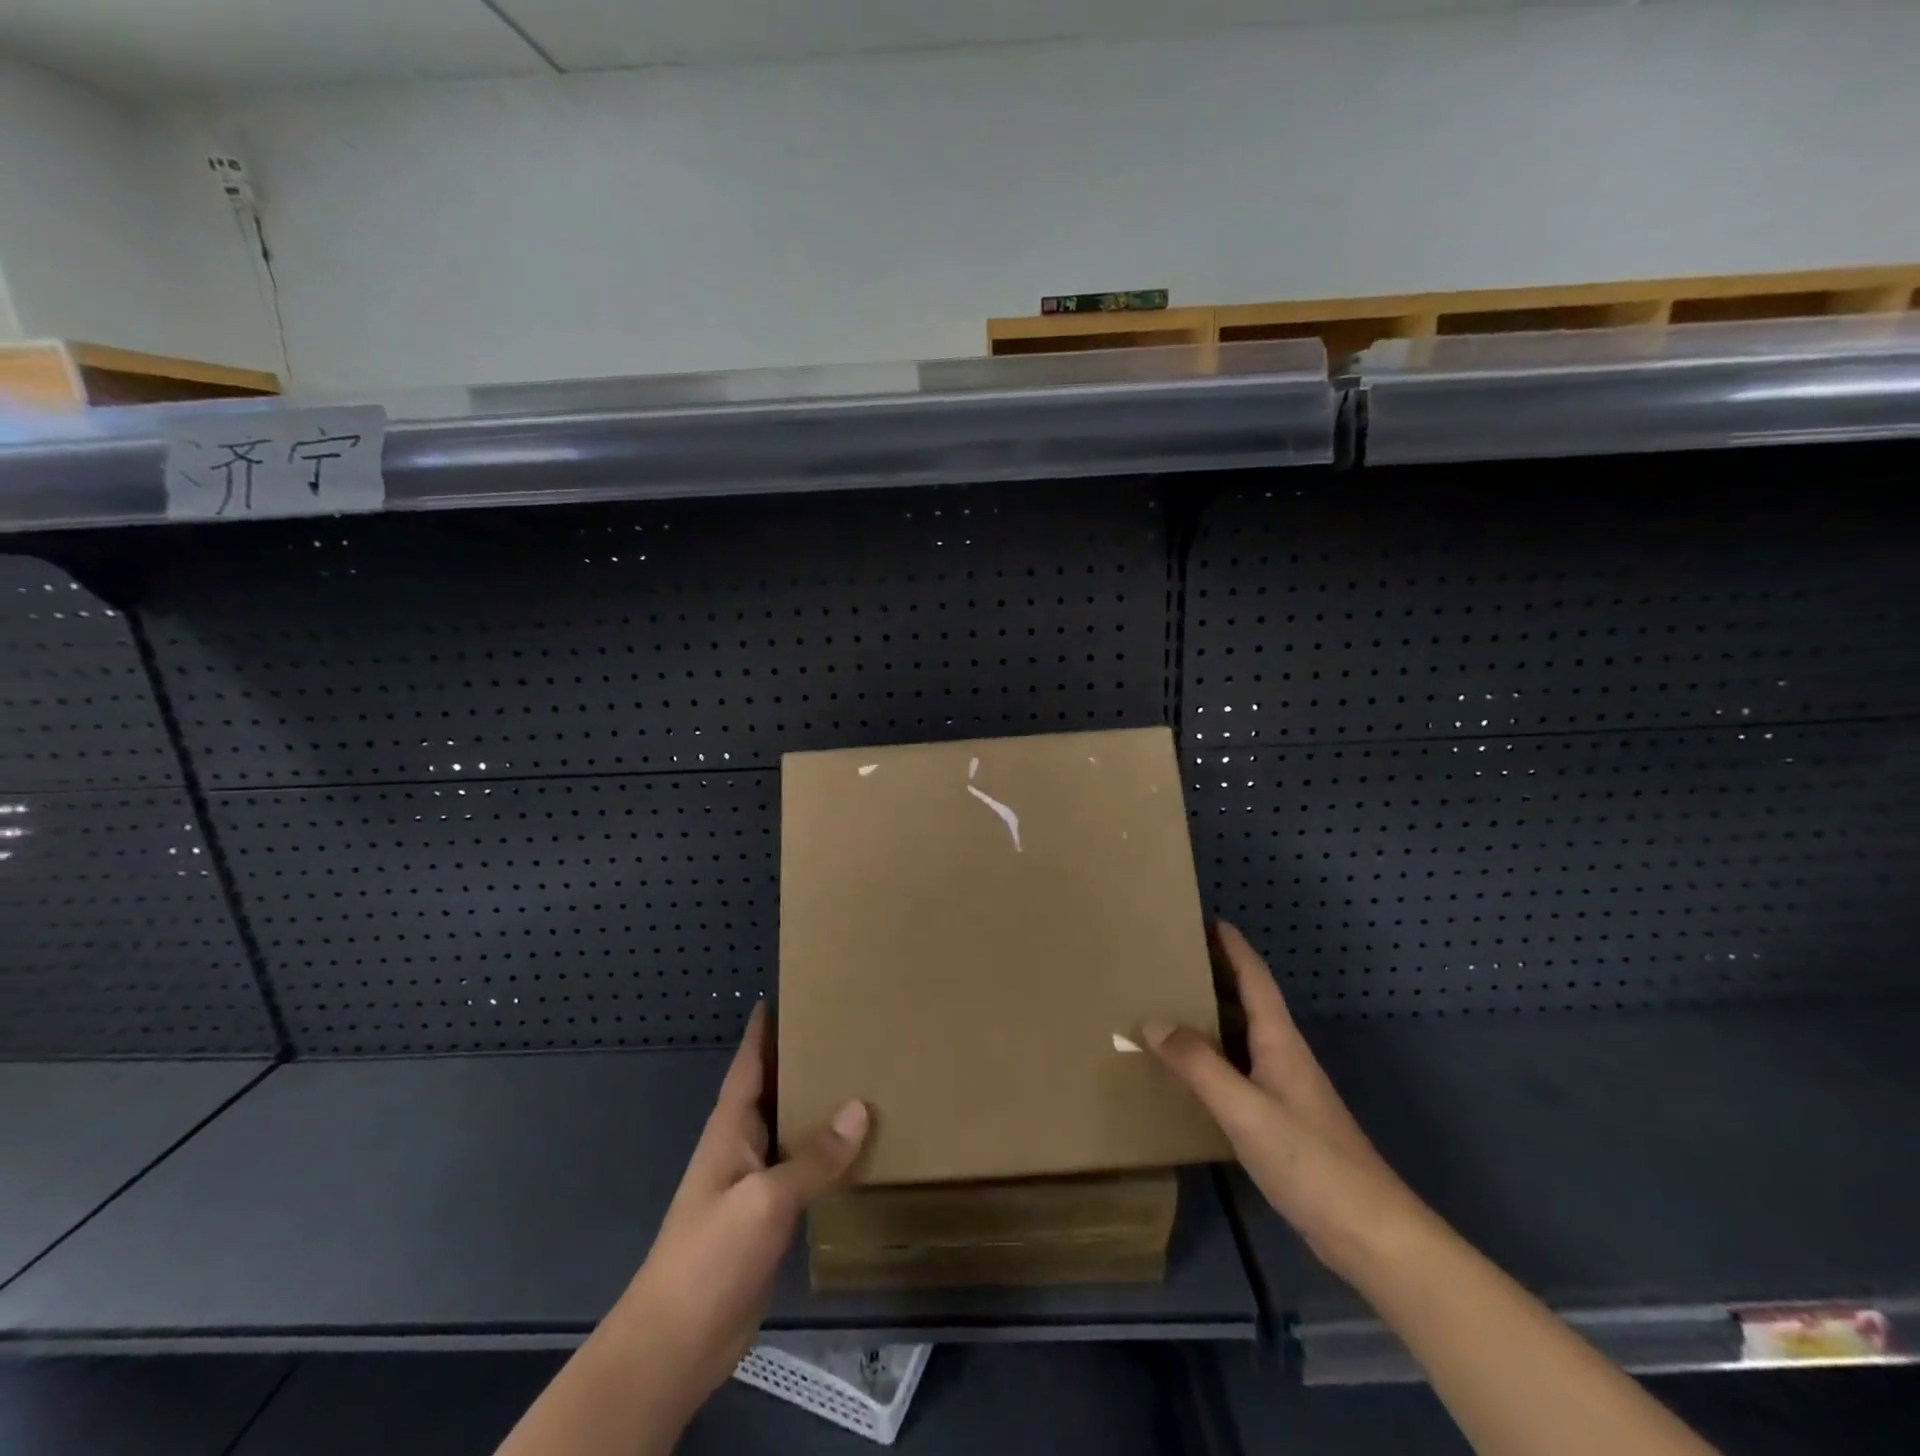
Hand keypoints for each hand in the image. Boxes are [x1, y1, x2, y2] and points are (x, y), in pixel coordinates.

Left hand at [601, 1003, 868, 1422]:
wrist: (676, 1342)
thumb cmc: (710, 1256)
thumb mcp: (766, 1200)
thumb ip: (814, 1157)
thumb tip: (860, 1107)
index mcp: (731, 1128)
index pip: (748, 1064)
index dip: (763, 1030)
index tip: (786, 994)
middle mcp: (741, 1145)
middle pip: (773, 1090)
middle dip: (800, 1059)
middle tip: (844, 1029)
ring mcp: (752, 1183)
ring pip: (789, 1128)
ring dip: (815, 1104)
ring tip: (857, 1076)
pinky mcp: (766, 1216)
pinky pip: (800, 1168)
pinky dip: (823, 1151)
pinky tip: (853, 1147)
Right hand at [1144, 921, 1425, 1282]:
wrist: (1371, 1234)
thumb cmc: (1310, 1161)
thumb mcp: (1245, 1109)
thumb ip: (1198, 1065)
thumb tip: (1151, 1021)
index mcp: (1279, 1040)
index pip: (1255, 977)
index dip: (1233, 946)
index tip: (1206, 918)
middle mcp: (1283, 1055)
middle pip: (1247, 1000)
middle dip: (1214, 974)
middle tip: (1170, 960)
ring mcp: (1285, 1089)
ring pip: (1241, 1036)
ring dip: (1211, 1015)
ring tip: (1168, 1004)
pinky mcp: (1282, 1121)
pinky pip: (1239, 1070)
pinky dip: (1212, 1056)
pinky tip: (1191, 1070)